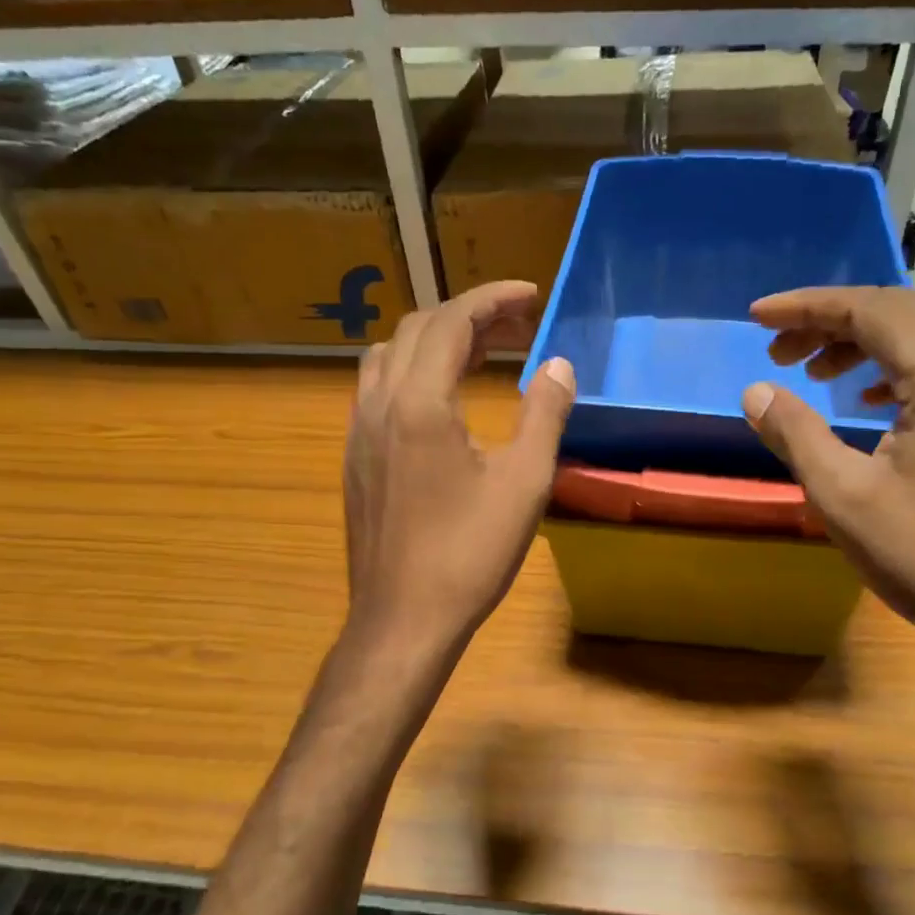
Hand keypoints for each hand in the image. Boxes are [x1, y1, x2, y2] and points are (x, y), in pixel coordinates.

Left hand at [342, 281, 575, 656]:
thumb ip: (543, 414)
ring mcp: (359, 431)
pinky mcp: (355, 458)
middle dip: (469, 315)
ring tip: (481, 353)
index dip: (493, 298)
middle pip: (417, 329)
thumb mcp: (524, 483)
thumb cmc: (469, 554)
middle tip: (518, 326)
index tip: (531, 294)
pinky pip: (377, 388)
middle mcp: (378, 404)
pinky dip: (413, 370)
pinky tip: (442, 399)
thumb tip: (558, 365)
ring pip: (389, 355)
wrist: (403, 620)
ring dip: (435, 340)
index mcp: (418, 403)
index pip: (452, 321)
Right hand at [740, 286, 914, 660]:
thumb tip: (755, 391)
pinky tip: (858, 396)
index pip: (871, 311)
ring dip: (856, 342)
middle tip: (776, 346)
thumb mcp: (843, 496)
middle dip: (829, 319)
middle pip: (897, 312)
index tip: (757, 317)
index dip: (807, 306)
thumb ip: (795, 433)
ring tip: (807, 369)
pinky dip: (885, 368)